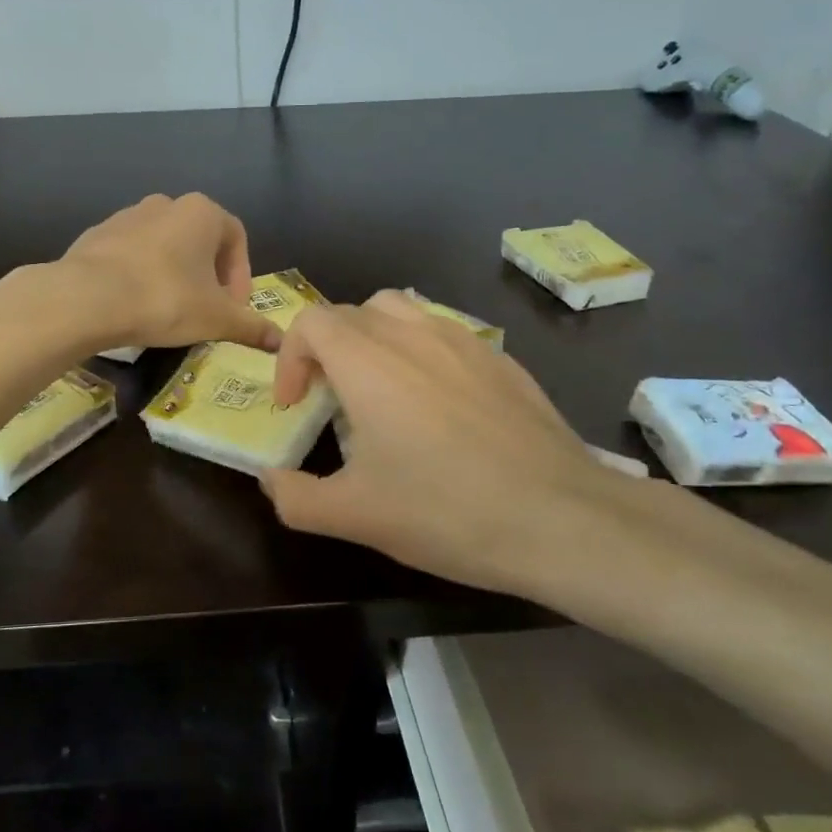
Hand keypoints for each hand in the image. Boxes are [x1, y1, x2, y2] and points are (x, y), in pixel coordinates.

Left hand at [59, 194, 280, 352]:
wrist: (87, 298)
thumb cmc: (165, 300)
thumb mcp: (217, 318)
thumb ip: (251, 326)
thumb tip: (280, 340)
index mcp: (201, 212)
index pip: (236, 237)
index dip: (241, 275)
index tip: (234, 308)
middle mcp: (166, 204)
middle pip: (199, 239)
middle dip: (208, 275)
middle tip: (206, 310)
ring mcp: (127, 216)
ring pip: (163, 245)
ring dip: (174, 273)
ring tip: (169, 310)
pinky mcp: (97, 234)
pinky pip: (130, 254)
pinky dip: (140, 274)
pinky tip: (134, 304)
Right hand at [261, 292, 650, 596]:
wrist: (562, 519)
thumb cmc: (446, 511)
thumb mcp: (355, 516)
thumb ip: (295, 497)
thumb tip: (269, 480)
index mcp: (368, 361)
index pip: (310, 321)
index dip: (290, 357)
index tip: (296, 405)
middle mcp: (411, 335)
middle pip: (350, 313)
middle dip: (326, 350)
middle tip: (331, 403)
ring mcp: (462, 340)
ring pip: (399, 312)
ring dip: (372, 339)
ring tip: (378, 389)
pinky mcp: (500, 357)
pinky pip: (443, 332)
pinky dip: (419, 351)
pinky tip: (438, 405)